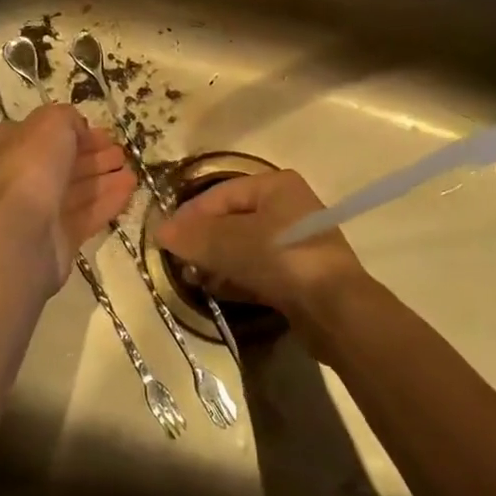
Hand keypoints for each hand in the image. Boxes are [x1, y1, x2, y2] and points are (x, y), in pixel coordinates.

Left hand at [0, 104, 134, 290]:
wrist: (18, 233)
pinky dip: (107, 202)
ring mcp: (37, 210)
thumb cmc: (30, 167)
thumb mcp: (51, 122)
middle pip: (62, 162)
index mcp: (9, 145)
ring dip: (104, 179)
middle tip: (121, 154)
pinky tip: (128, 192)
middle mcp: (20, 176)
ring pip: (76, 190)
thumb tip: (78, 130)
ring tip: (132, 174)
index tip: (104, 133)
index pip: (45, 133)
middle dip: (94, 156)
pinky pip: (85, 215)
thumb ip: (67, 118)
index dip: (75, 131)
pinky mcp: (56, 238)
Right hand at [155, 169, 364, 318]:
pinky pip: (257, 269)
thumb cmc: (282, 259)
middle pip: (233, 219)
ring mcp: (295, 243)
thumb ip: (194, 235)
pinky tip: (214, 290)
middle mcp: (288, 207)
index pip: (221, 193)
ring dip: (217, 260)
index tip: (166, 237)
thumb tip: (159, 230)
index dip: (191, 214)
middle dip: (203, 238)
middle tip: (177, 258)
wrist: (336, 310)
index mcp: (275, 185)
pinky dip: (235, 276)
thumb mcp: (231, 242)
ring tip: (192, 276)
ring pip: (244, 246)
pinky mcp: (298, 275)